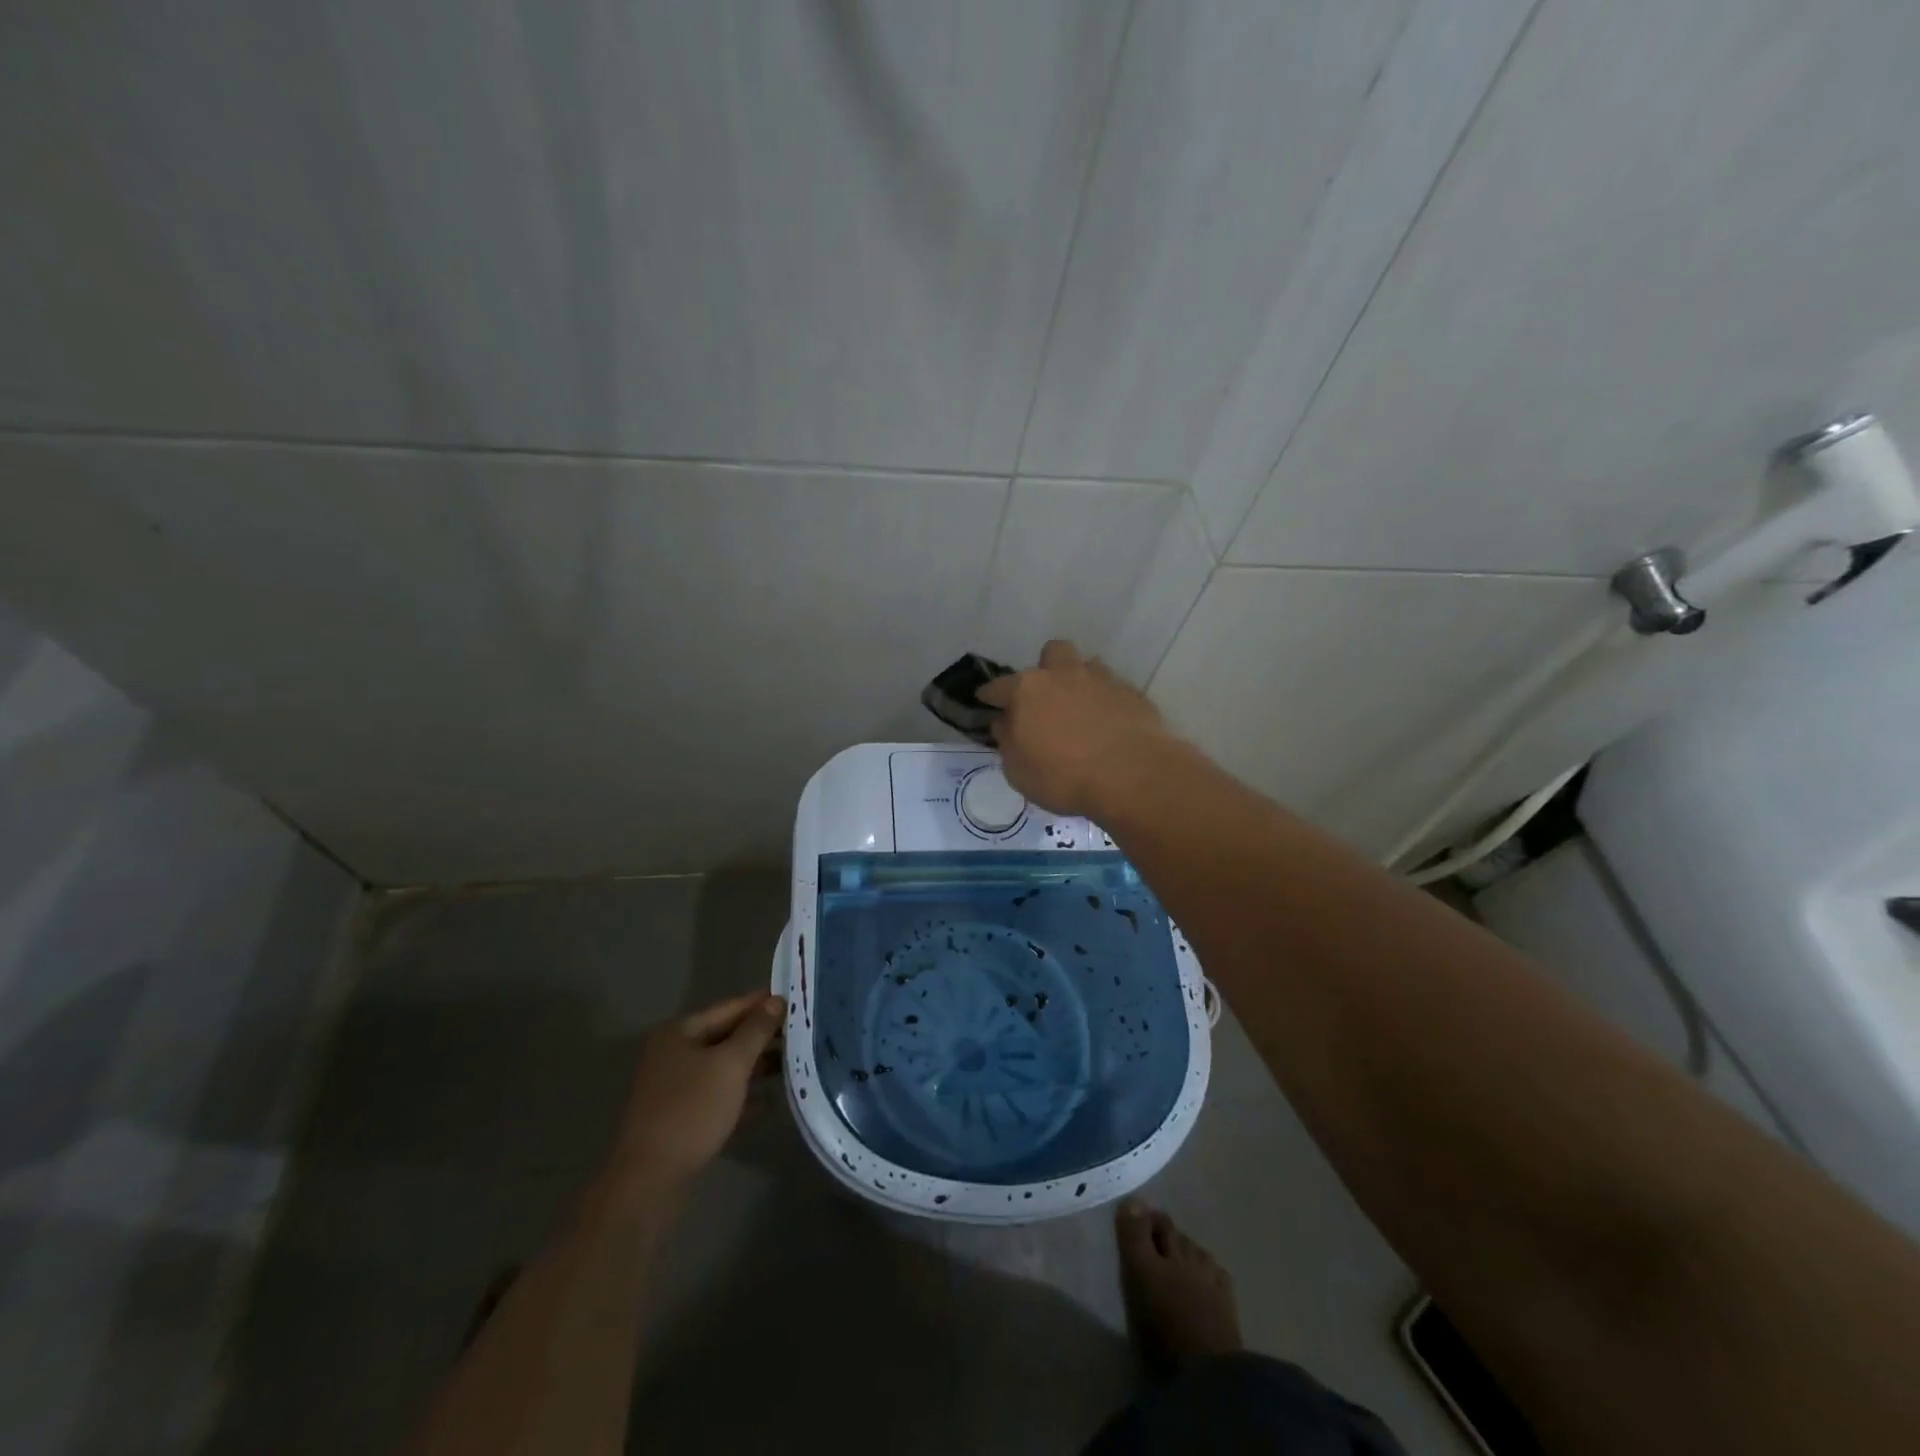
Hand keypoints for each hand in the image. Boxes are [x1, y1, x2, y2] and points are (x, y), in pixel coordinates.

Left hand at [610, 991, 785, 1191]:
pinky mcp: (680, 1117)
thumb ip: (756, 1030)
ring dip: (755, 1067)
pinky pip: (718, 1096)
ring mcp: (675, 1087)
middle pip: (726, 1036)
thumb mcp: (730, 1064)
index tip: (796, 1001)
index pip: (730, 1007)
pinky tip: (769, 1102)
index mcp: (680, 1033)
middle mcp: (674, 1054)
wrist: (650, 1180)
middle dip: (762, 1037)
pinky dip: (742, 1096)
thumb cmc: (692, 1110)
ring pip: (723, 1068)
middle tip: (800, 1034)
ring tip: (792, 1065)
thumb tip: (776, 1000)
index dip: (763, 1003)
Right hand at [977, 639, 1175, 817]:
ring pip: (1086, 665)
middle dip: (1046, 669)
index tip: (986, 701)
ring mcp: (1101, 680)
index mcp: (1027, 689)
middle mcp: (1063, 674)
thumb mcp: (1018, 770)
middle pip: (1051, 653)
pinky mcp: (1132, 694)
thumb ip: (1007, 740)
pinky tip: (1109, 723)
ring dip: (1079, 680)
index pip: (999, 686)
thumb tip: (1004, 721)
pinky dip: (1106, 701)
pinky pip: (1113, 688)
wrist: (1132, 776)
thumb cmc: (1063, 777)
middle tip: (1046, 697)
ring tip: (1080, 707)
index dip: (990, 695)